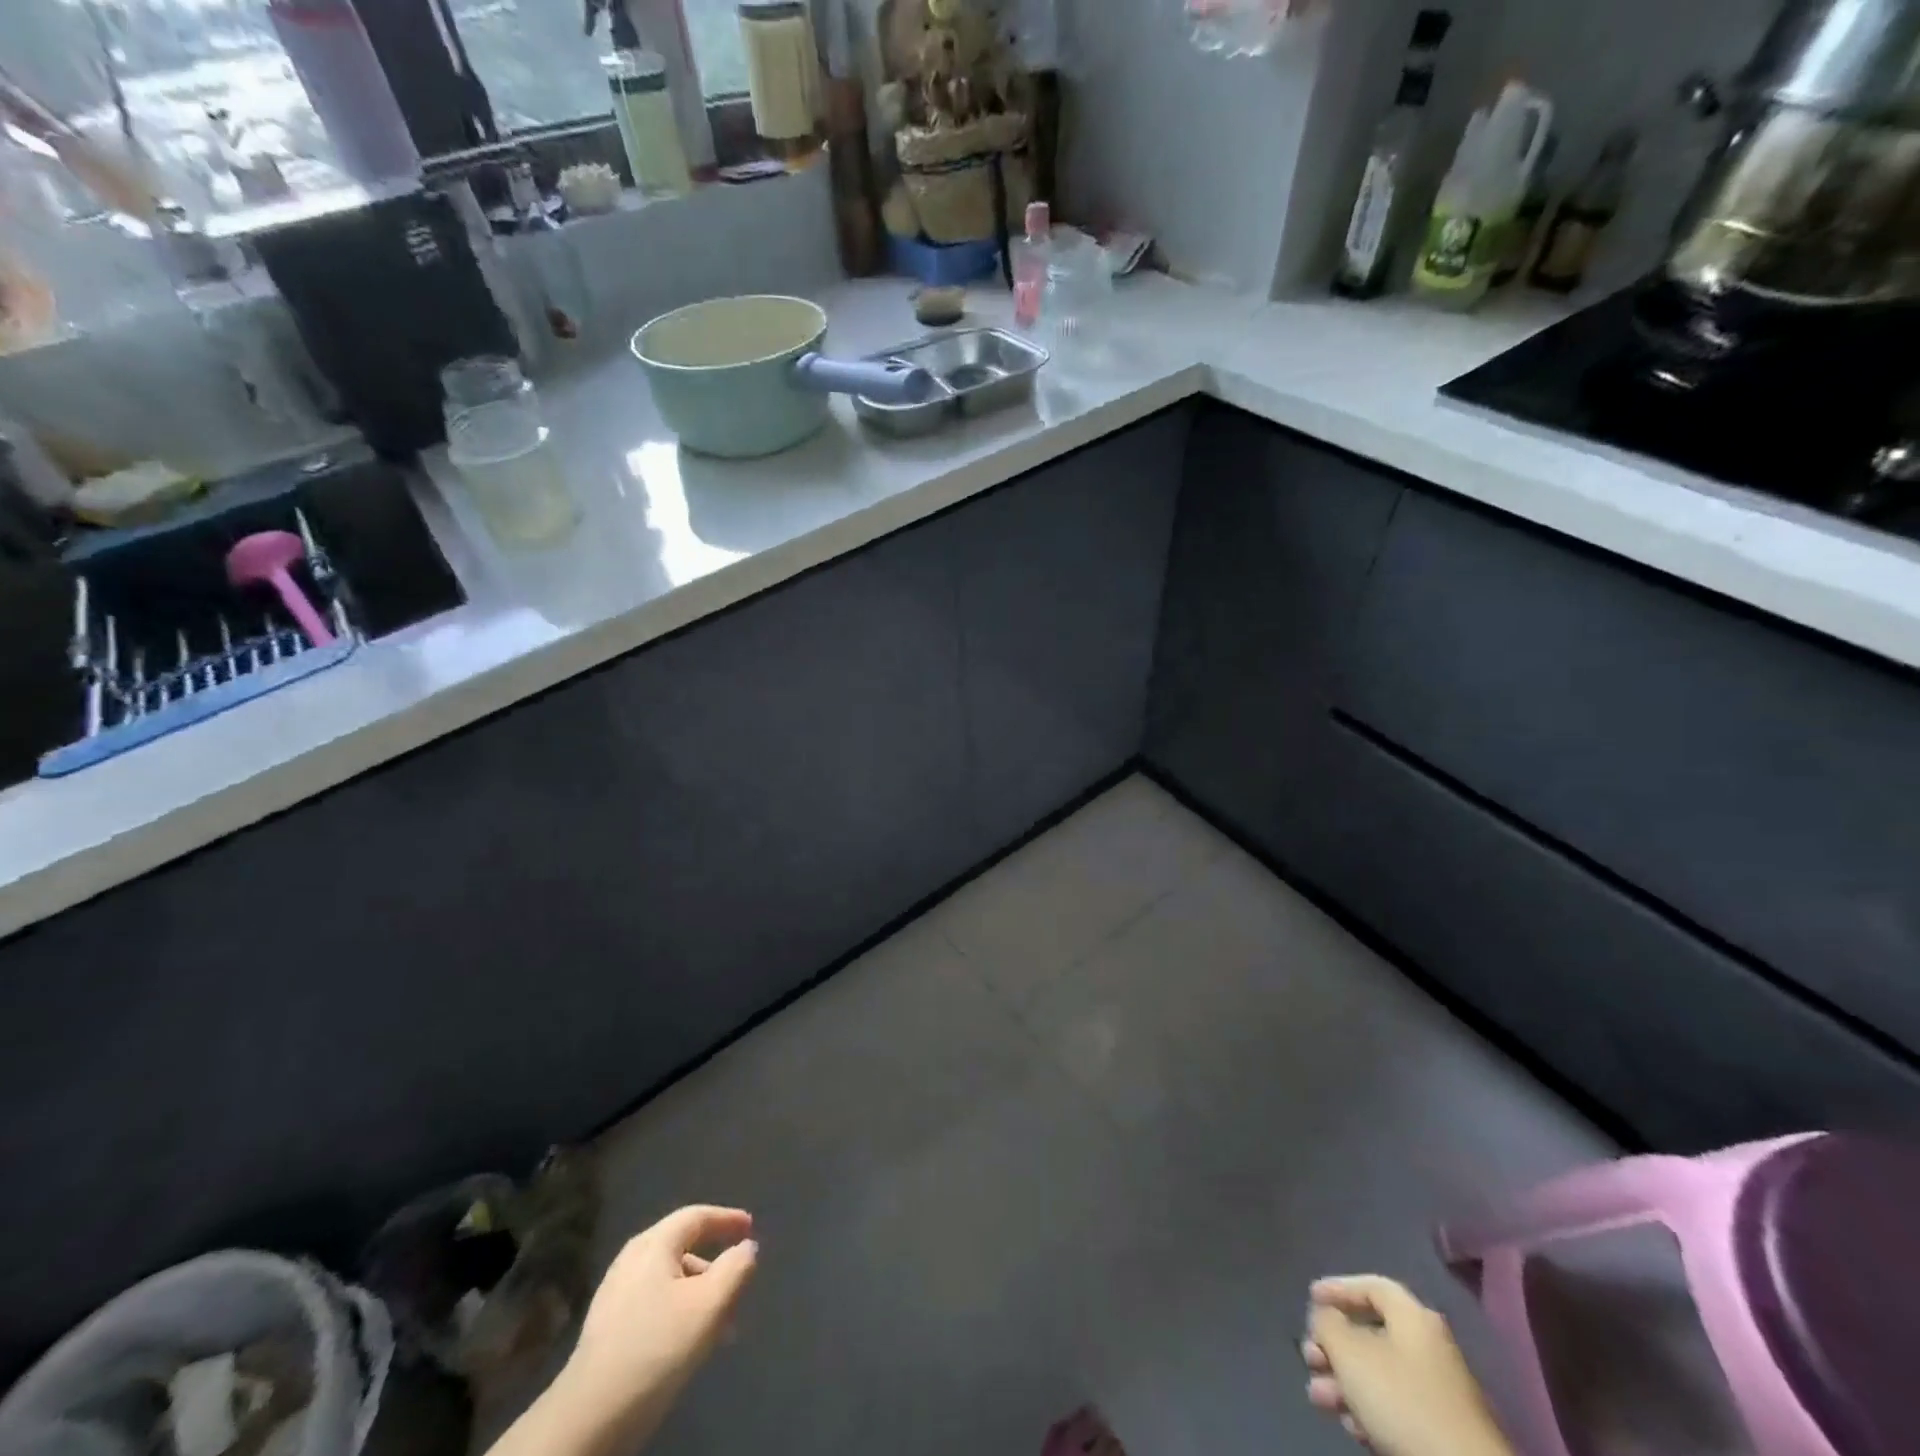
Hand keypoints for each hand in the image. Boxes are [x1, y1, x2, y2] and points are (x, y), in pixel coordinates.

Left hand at [491, 1206, 757, 1455]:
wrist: (590, 1416)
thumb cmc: (657, 1347)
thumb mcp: (709, 1305)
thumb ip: (736, 1269)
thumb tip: (747, 1247)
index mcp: (653, 1244)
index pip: (696, 1216)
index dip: (727, 1219)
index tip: (751, 1227)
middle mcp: (631, 1260)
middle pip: (683, 1248)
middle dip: (715, 1266)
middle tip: (739, 1285)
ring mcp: (614, 1294)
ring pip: (670, 1281)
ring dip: (699, 1294)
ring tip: (720, 1326)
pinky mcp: (606, 1328)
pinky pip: (654, 1304)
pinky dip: (679, 1311)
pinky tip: (689, 1342)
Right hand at [1301, 1276, 1511, 1455]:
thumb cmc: (1402, 1400)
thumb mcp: (1349, 1351)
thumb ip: (1327, 1324)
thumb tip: (1326, 1318)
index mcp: (1414, 1319)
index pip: (1372, 1286)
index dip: (1338, 1288)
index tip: (1309, 1298)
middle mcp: (1428, 1348)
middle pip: (1370, 1334)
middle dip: (1333, 1346)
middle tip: (1309, 1357)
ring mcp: (1437, 1393)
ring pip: (1378, 1374)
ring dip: (1343, 1381)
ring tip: (1319, 1398)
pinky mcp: (1440, 1432)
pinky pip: (1394, 1407)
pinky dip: (1367, 1409)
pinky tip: (1351, 1426)